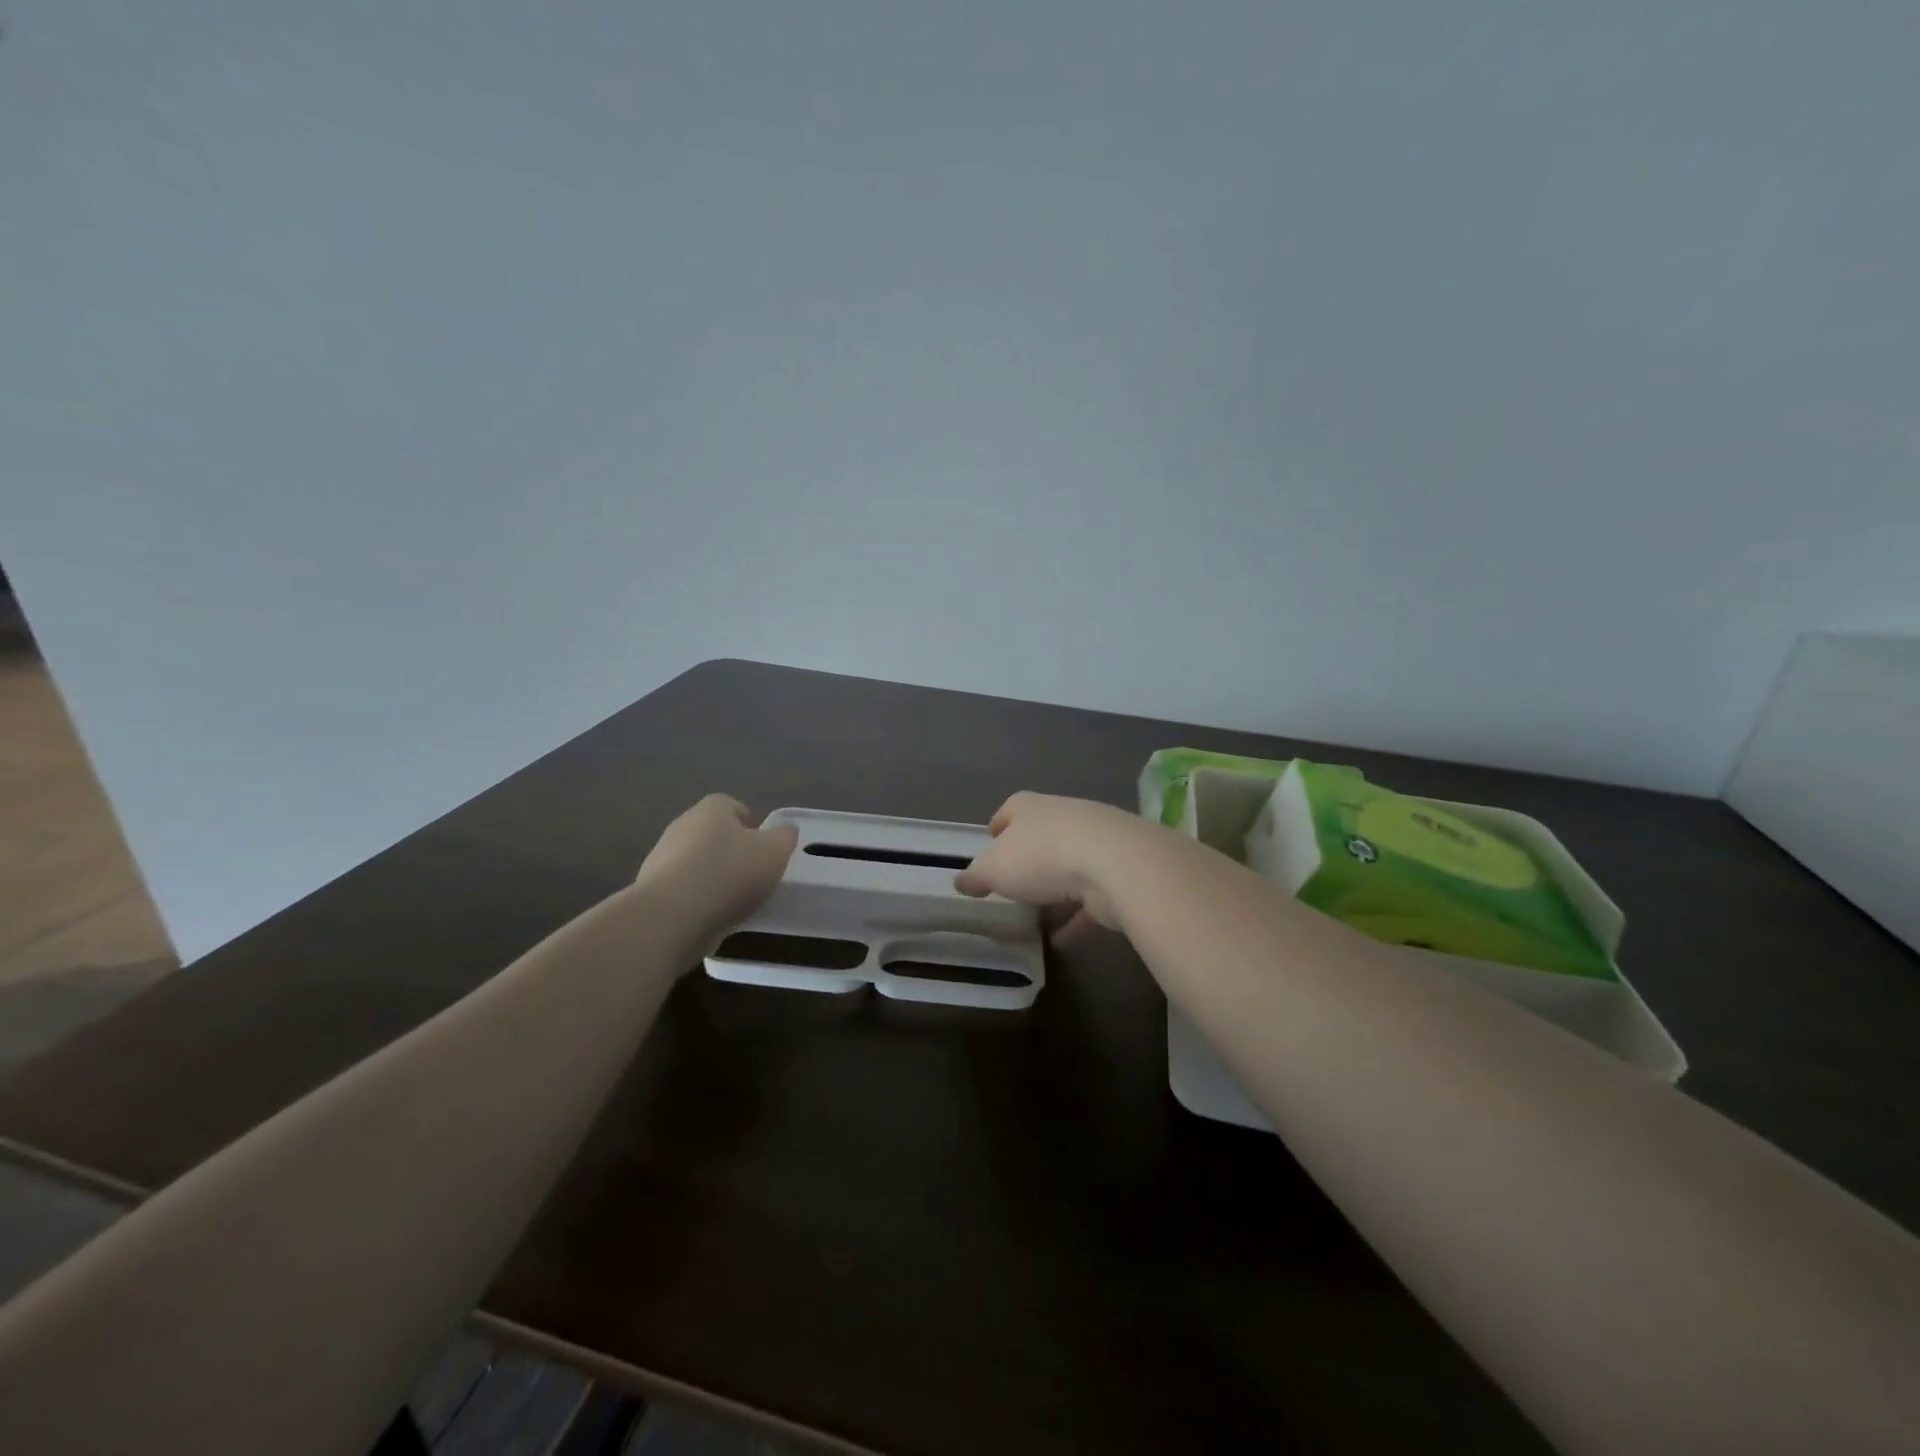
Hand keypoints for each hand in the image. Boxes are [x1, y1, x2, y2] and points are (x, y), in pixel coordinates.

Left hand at [635, 794, 798, 939]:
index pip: (731, 805)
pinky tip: (711, 916)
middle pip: (712, 833)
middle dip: (731, 850)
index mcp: (711, 809)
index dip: (750, 824)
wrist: (671, 917)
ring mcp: (662, 858)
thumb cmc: (729, 873)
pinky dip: (697, 899)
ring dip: (713, 876)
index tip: (763, 847)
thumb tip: (785, 830)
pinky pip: (683, 889)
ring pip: (696, 862)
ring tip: (734, 900)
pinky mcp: (651, 891)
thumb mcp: (774, 852)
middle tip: (753, 873)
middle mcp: (682, 826)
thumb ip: (784, 836)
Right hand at [954, 792, 1144, 943]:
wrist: (1115, 864)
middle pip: (1042, 836)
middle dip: (1028, 858)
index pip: (1011, 809)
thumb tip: (960, 881)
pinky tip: (1061, 940)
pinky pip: (1090, 899)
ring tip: (1036, 915)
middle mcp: (1065, 818)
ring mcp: (1097, 844)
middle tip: (1012, 882)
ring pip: (1069, 868)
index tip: (990, 839)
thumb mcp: (995, 868)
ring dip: (1055, 891)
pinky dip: (1076, 918)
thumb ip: (977, 876)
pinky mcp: (1118, 874)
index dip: (999, 824)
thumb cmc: (1042, 856)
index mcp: (1032, 808)